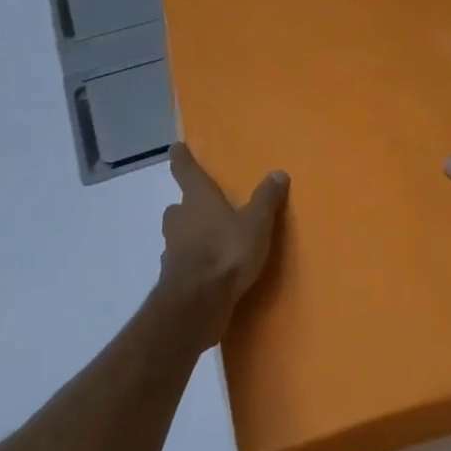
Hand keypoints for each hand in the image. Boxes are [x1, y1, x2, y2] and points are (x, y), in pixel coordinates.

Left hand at [160, 143, 287, 338]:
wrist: (198, 302)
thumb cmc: (227, 251)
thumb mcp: (257, 223)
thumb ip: (266, 199)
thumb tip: (278, 172)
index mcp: (198, 199)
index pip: (186, 171)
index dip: (181, 159)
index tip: (176, 148)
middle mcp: (180, 219)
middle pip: (178, 207)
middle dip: (187, 206)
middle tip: (202, 208)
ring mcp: (172, 250)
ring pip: (177, 235)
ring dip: (188, 236)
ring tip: (209, 241)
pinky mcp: (172, 279)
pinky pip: (181, 263)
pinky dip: (191, 263)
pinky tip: (207, 273)